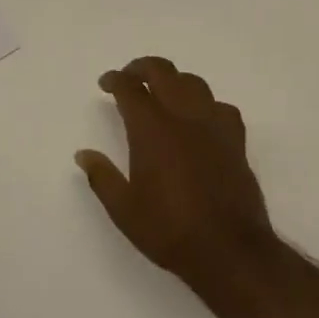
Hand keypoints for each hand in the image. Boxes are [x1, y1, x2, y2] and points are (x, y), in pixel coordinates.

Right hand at [76, 56, 278, 289]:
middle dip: (142, 67)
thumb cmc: (170, 230)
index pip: (130, 88)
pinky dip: (205, 103)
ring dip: (173, 80)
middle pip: (163, 72)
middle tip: (129, 77)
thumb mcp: (124, 210)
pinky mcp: (235, 140)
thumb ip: (102, 177)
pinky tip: (200, 118)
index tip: (106, 84)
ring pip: (193, 83)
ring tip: (162, 92)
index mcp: (152, 129)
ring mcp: (213, 125)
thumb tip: (83, 154)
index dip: (115, 80)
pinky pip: (220, 106)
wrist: (229, 250)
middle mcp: (183, 117)